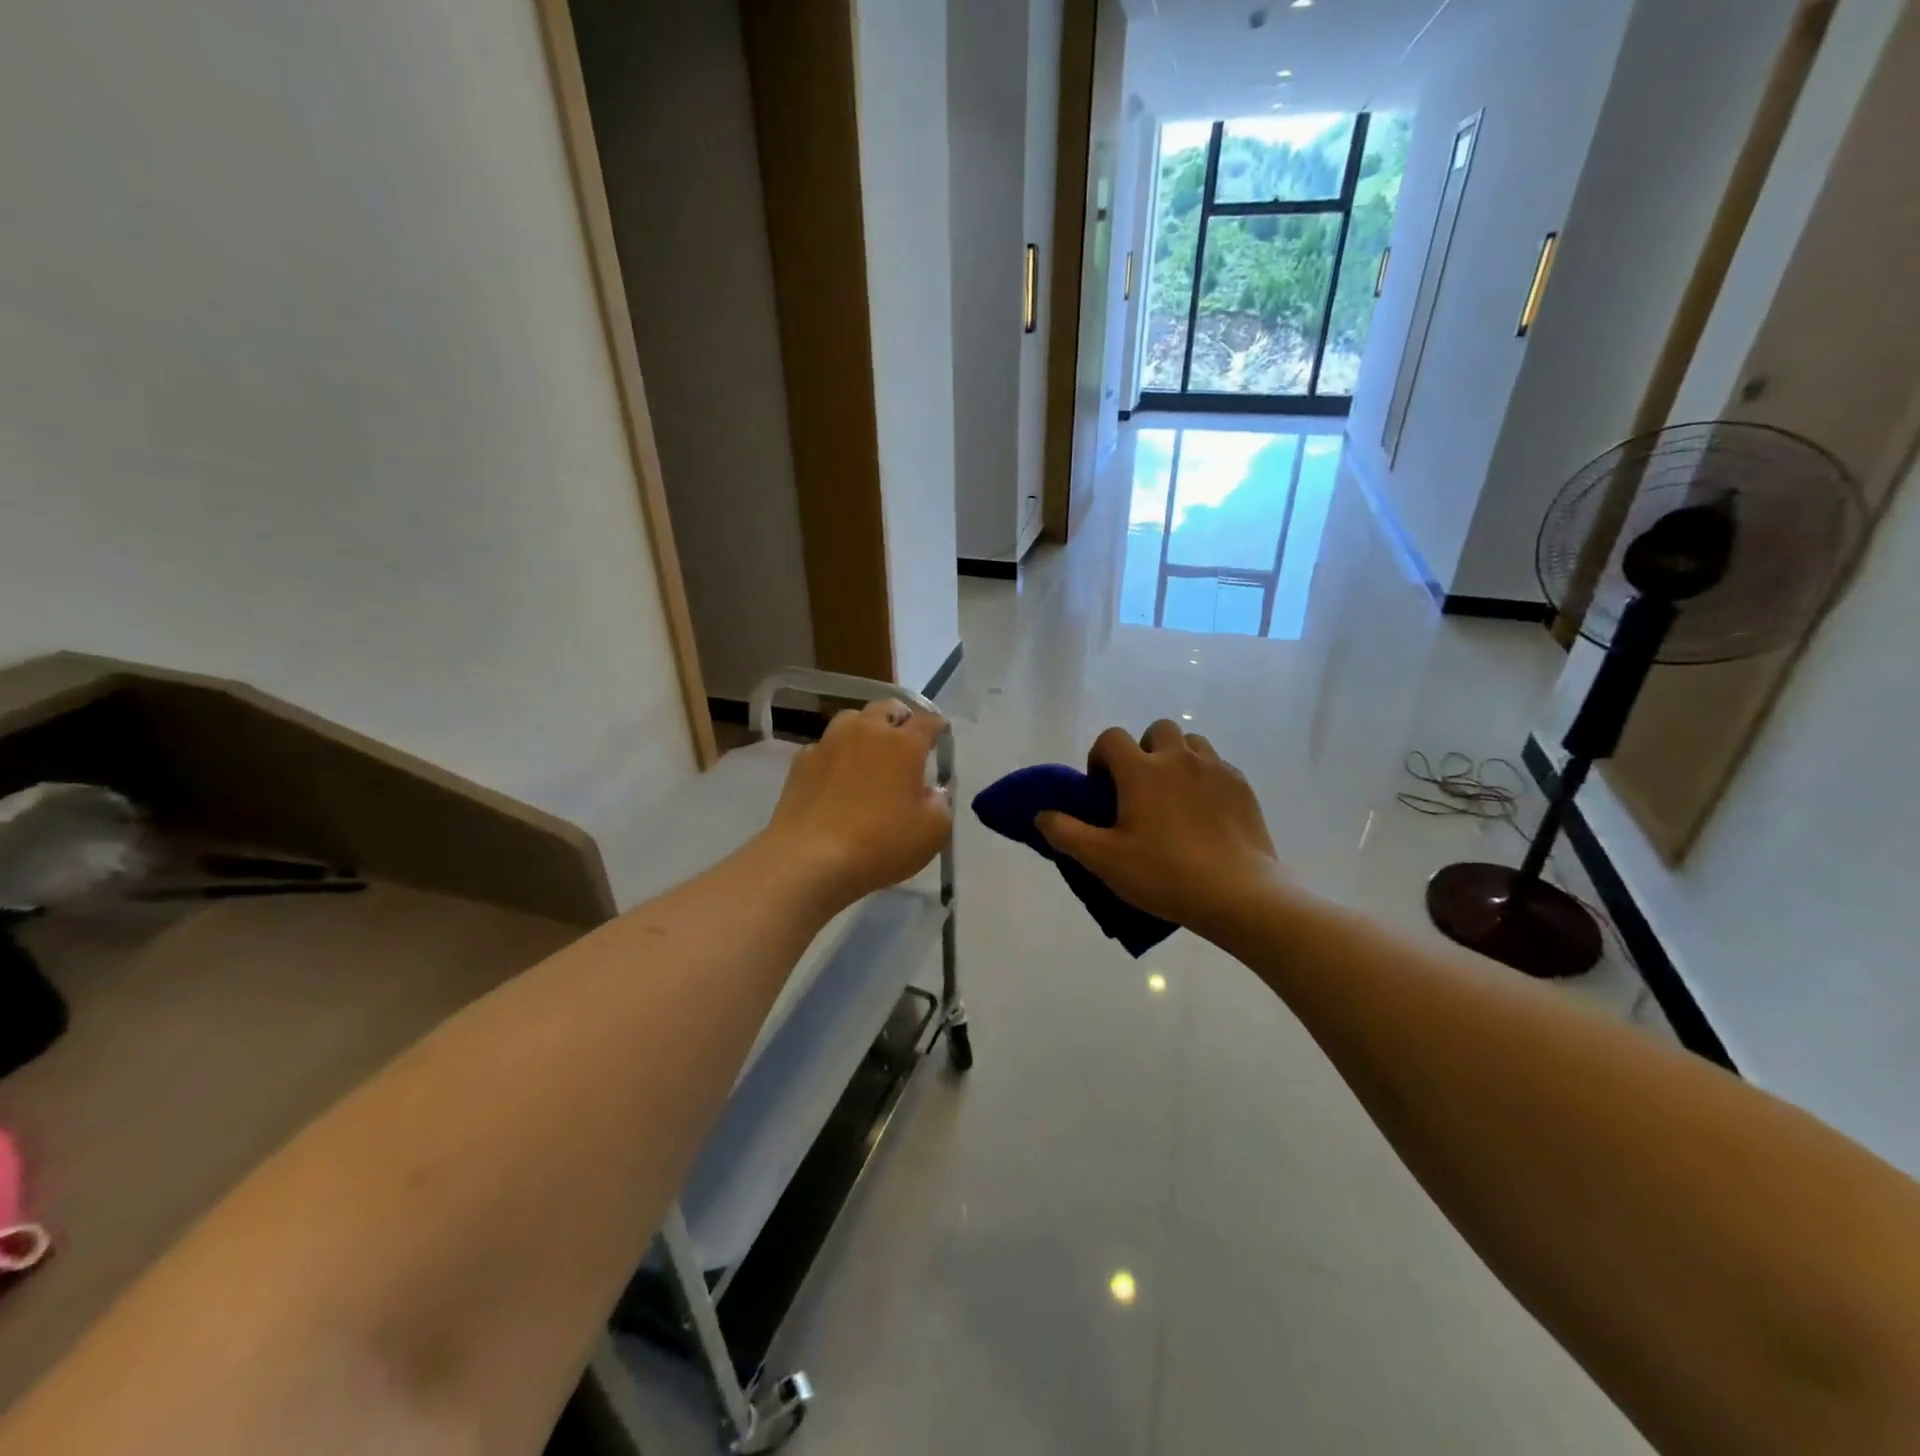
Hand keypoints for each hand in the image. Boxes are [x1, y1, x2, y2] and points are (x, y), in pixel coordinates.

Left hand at [762, 700, 951, 910]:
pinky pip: (825, 746)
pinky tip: (836, 777)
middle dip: (899, 719)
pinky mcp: (801, 762)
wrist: (810, 858)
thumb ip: (940, 805)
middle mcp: (867, 732)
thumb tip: (932, 792)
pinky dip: (836, 755)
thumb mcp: (932, 833)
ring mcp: (829, 743)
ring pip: (852, 720)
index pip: (927, 721)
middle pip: (886, 708)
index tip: (940, 735)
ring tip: (869, 752)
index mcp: (904, 744)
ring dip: (865, 729)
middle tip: (905, 739)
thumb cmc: (880, 844)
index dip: (937, 726)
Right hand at [1037, 721, 1279, 929]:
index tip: (1102, 789)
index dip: (1100, 757)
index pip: (1112, 738)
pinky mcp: (1242, 787)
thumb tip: (1041, 815)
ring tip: (1173, 797)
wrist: (1238, 893)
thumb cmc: (1164, 874)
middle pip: (1157, 730)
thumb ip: (1066, 833)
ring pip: (1191, 744)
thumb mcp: (1104, 860)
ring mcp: (1215, 769)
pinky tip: (1204, 814)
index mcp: (1142, 770)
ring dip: (1176, 759)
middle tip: (1140, 790)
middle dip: (1143, 750)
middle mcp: (1179, 758)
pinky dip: (1204, 779)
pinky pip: (1217, 767)